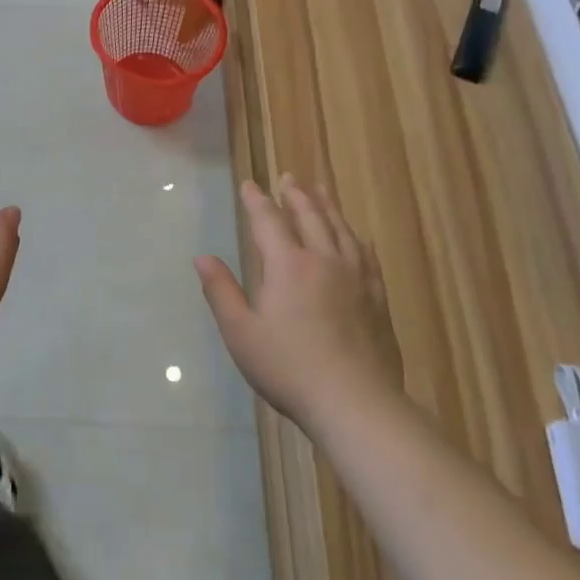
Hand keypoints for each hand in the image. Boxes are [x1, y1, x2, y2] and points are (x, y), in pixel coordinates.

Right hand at [194, 175, 402, 431]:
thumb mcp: (240, 332)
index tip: (250, 184)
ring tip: (321, 191)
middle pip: (310, 217)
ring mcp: (356, 278)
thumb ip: (221, 291)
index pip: (269, 222)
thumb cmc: (288, 368)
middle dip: (296, 195)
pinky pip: (367, 257)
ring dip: (328, 207)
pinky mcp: (377, 298)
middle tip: (289, 178)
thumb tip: (202, 257)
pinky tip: (359, 238)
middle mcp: (324, 261)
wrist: (354, 401)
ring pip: (341, 230)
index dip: (257, 201)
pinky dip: (358, 239)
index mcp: (287, 266)